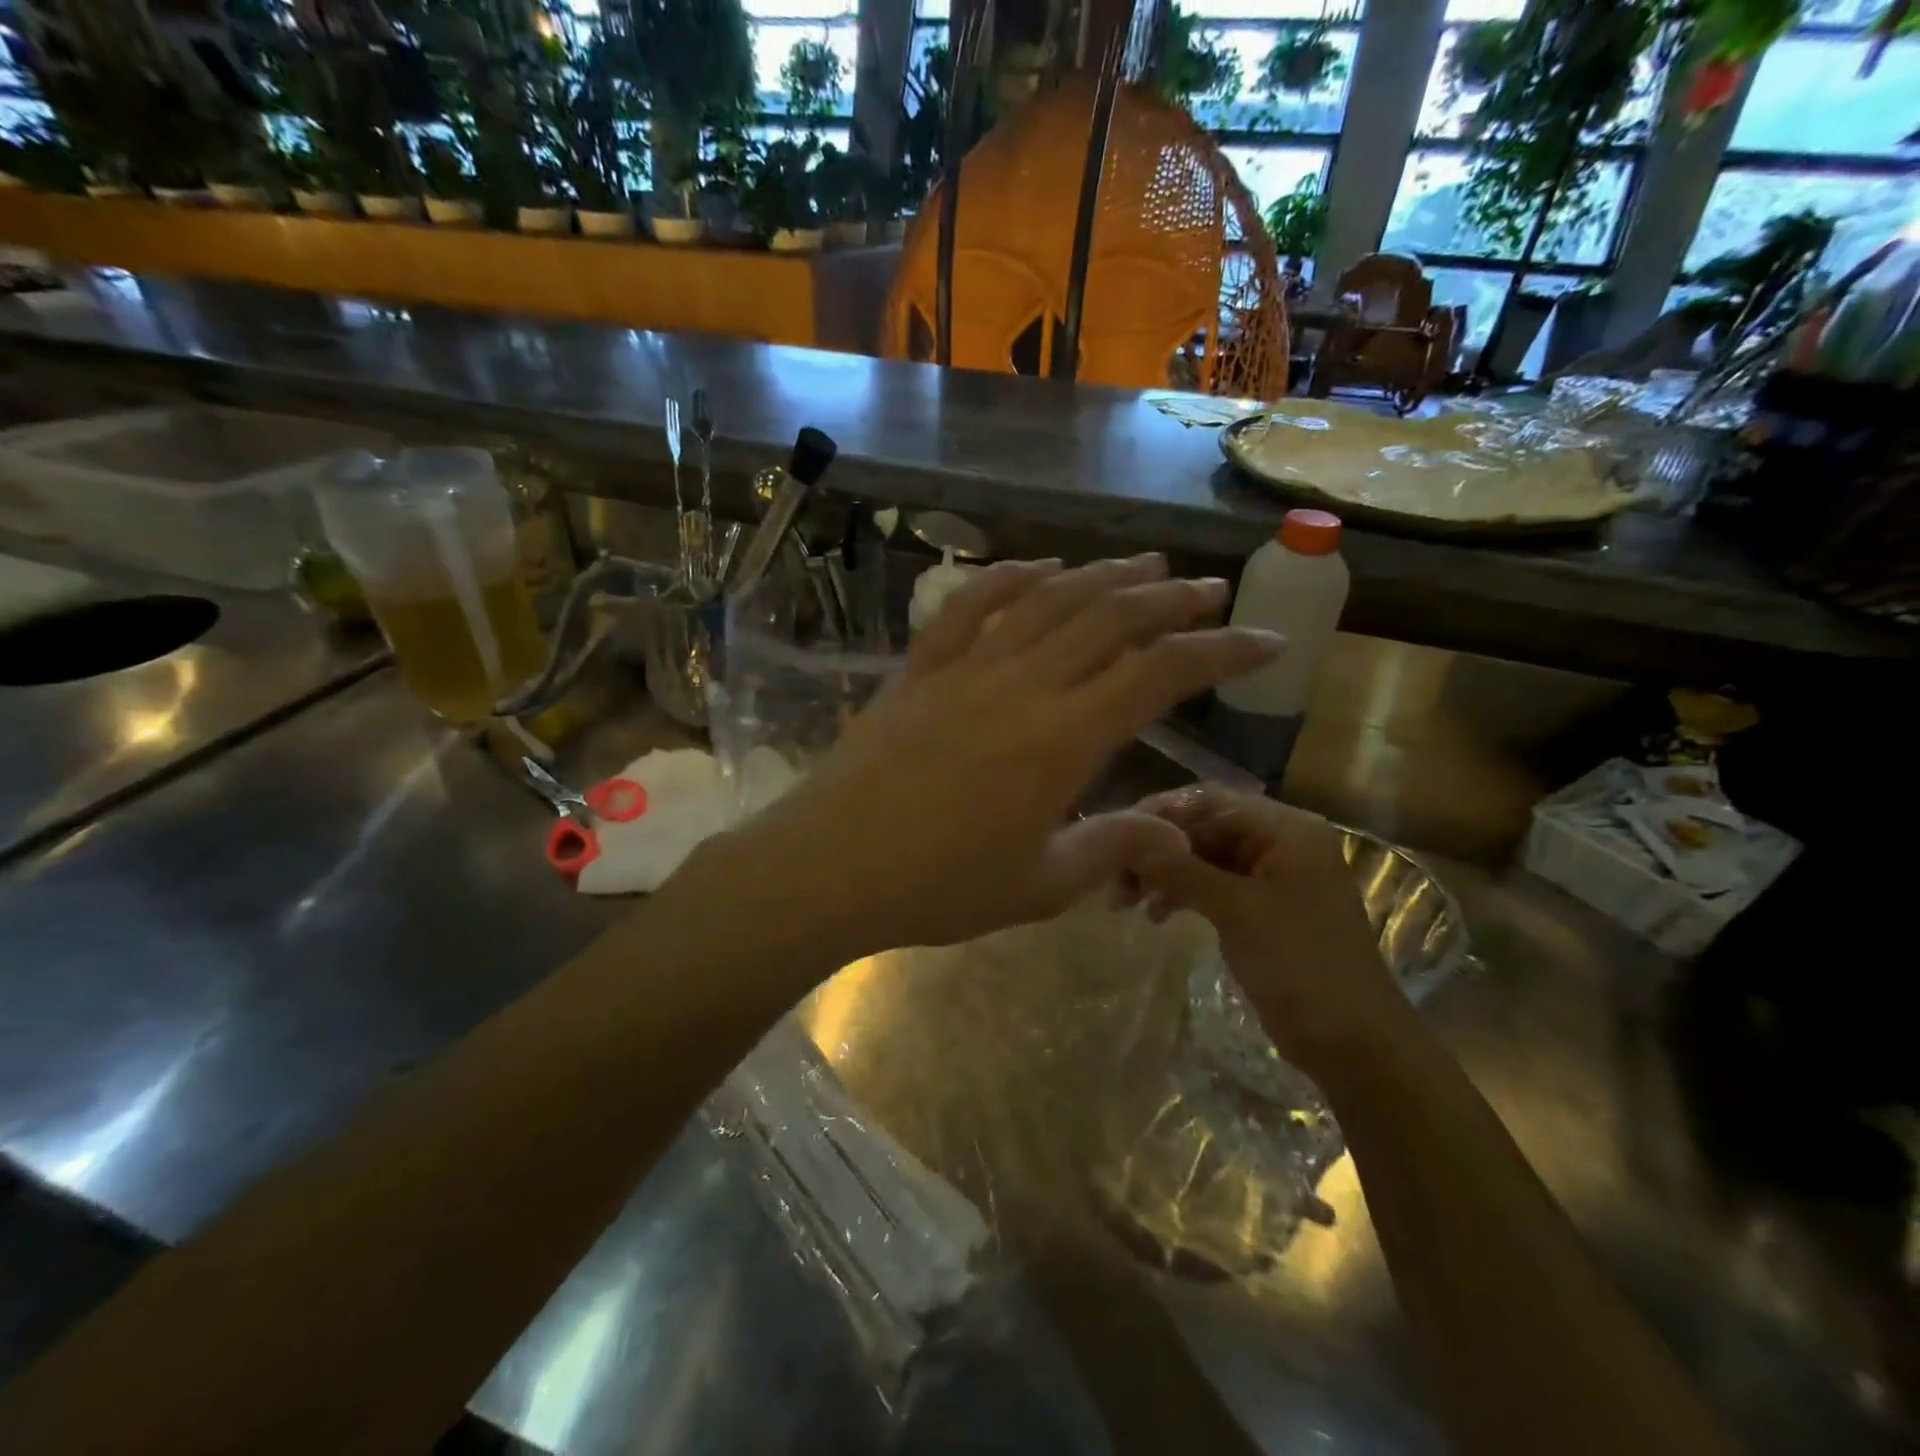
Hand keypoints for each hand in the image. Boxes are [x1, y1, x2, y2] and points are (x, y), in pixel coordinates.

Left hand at [727, 554, 1285, 959]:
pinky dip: (1013, 577)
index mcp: (1062, 740)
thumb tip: (1176, 834)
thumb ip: (1113, 847)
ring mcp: (967, 667)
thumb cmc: (937, 887)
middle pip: (1111, 618)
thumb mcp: (1040, 886)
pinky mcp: (922, 667)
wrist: (829, 867)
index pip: (1161, 674)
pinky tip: (1041, 568)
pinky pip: (971, 605)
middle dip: (1170, 598)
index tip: (1264, 641)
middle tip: (1209, 588)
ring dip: (1103, 575)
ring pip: (1049, 600)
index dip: (1221, 651)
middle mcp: (1023, 685)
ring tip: (1144, 563)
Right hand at [1130, 784, 1413, 1081]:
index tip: (1119, 835)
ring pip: (1204, 858)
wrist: (1353, 1044)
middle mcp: (1280, 843)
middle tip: (1117, 876)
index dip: (1162, 812)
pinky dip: (1182, 894)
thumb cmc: (1302, 965)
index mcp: (1287, 830)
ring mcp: (1270, 877)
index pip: (1212, 800)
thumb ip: (1183, 870)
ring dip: (1165, 873)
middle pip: (1205, 828)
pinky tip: (1156, 914)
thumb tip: (1131, 841)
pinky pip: (1212, 885)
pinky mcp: (1260, 908)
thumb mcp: (1238, 912)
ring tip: (1127, 900)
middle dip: (1159, 849)